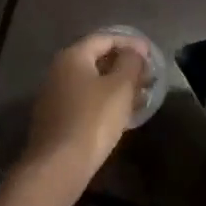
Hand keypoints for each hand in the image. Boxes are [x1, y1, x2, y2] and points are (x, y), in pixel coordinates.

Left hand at [12, 32, 150, 205]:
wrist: (58, 166)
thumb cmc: (93, 119)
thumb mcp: (120, 87)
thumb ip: (131, 62)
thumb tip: (135, 50)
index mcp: (72, 56)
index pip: (105, 38)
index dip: (130, 43)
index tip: (151, 54)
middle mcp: (59, 70)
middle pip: (97, 60)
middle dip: (125, 66)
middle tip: (148, 76)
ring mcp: (54, 96)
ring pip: (92, 83)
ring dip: (117, 86)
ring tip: (141, 96)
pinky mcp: (56, 119)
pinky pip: (85, 101)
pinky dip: (105, 102)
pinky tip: (122, 115)